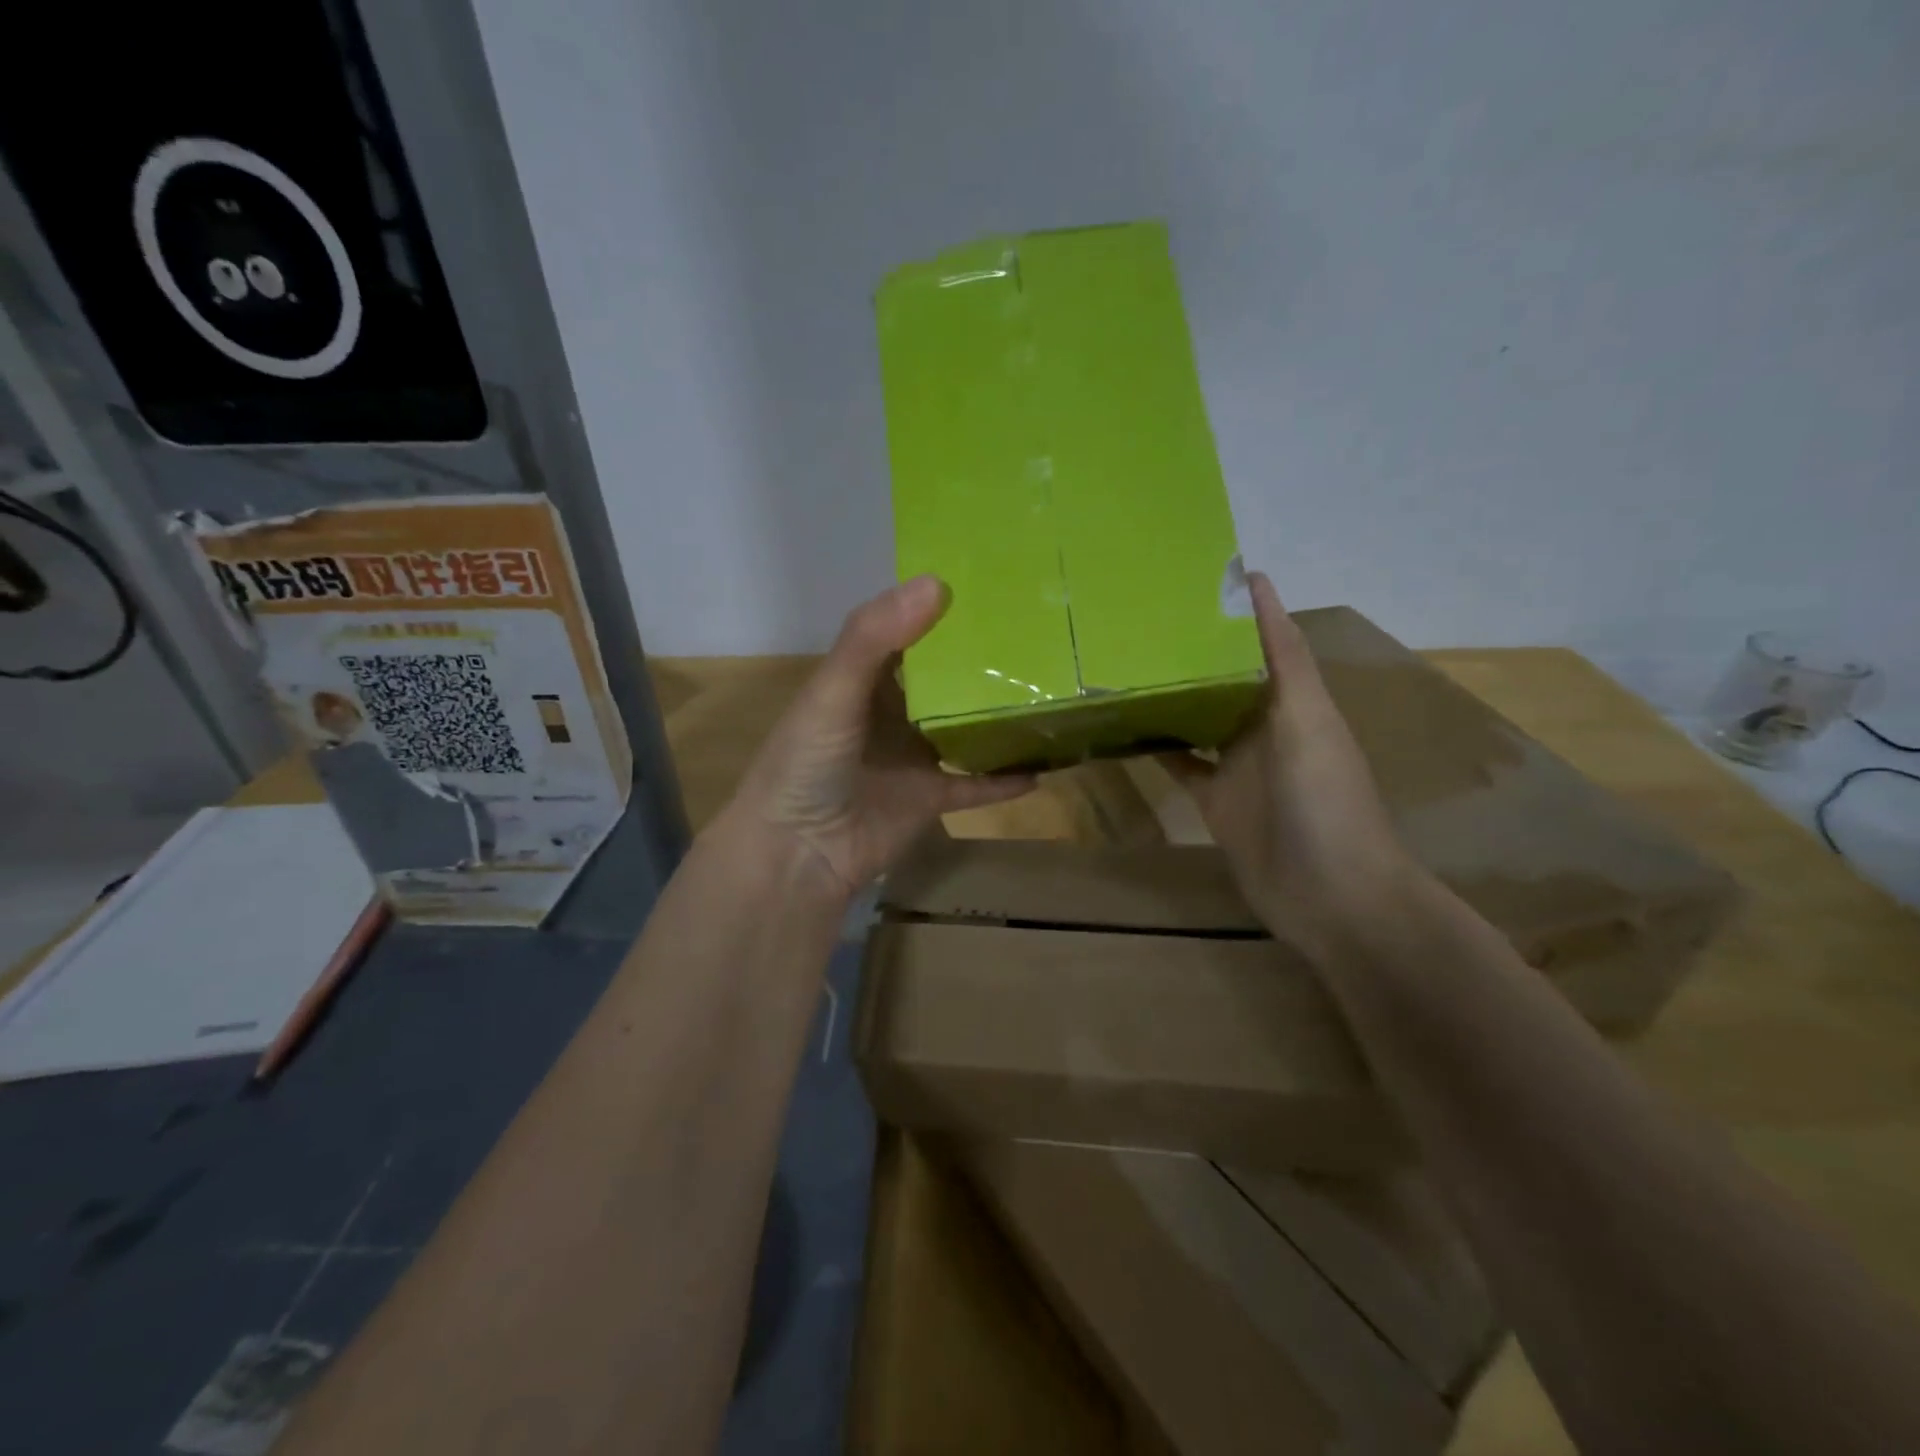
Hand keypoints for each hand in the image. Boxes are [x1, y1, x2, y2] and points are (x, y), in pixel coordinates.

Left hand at [722, 575, 1035, 899]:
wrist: (798, 854)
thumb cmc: (807, 764)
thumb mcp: (833, 691)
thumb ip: (874, 638)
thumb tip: (936, 582)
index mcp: (864, 680)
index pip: (907, 632)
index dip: (940, 609)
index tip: (992, 585)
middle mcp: (892, 713)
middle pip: (944, 679)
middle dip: (982, 660)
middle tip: (1039, 633)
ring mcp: (913, 757)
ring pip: (965, 729)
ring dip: (998, 716)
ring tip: (1049, 691)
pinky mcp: (931, 798)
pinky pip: (976, 784)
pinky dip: (1004, 779)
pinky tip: (1044, 765)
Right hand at [1160, 573, 1417, 958]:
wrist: (1330, 896)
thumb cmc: (1324, 801)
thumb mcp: (1307, 719)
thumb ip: (1282, 658)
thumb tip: (1259, 584)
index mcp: (1293, 700)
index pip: (1262, 641)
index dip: (1234, 610)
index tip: (1189, 577)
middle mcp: (1265, 726)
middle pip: (1224, 678)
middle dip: (1190, 650)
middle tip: (1135, 620)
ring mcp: (1239, 766)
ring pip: (1198, 718)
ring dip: (1169, 695)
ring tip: (1121, 664)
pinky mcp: (1215, 800)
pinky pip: (1180, 764)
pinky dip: (1156, 747)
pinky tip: (1122, 728)